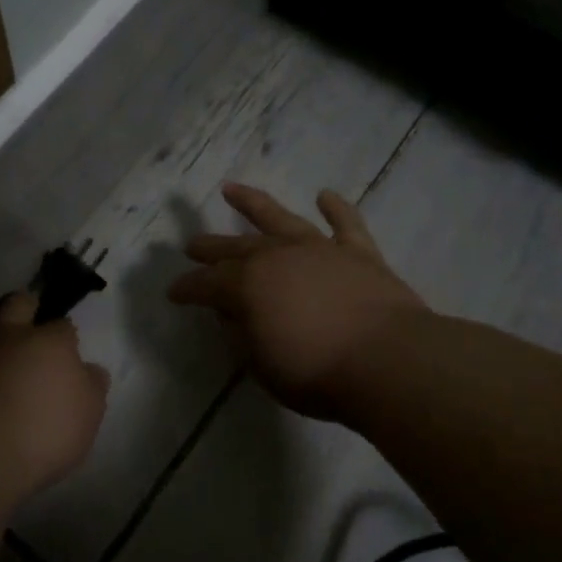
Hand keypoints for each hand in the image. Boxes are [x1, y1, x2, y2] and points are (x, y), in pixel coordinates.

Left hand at [0, 293, 109, 494]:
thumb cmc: (50, 425)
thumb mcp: (90, 410)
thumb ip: (91, 385)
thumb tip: (91, 369)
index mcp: (51, 340)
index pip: (62, 325)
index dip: (66, 333)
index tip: (69, 346)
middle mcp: (12, 337)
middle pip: (17, 305)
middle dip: (25, 305)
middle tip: (30, 314)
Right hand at [167, 183, 426, 419]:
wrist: (388, 361)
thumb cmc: (316, 372)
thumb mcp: (261, 365)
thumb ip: (241, 336)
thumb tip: (231, 316)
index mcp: (247, 285)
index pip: (205, 284)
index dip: (187, 288)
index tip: (173, 293)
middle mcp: (277, 257)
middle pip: (235, 247)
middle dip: (210, 247)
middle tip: (191, 245)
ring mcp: (319, 250)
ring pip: (280, 218)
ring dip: (254, 204)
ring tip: (232, 189)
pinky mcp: (358, 254)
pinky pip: (345, 224)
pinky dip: (335, 208)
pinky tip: (325, 195)